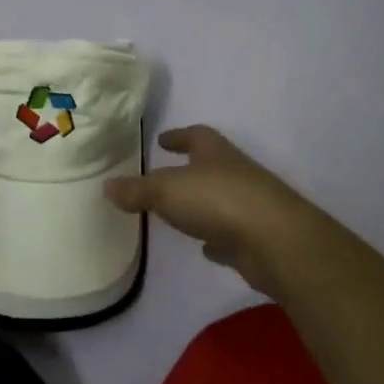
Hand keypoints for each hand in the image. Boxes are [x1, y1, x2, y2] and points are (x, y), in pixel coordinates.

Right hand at [104, 125, 323, 297]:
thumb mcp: (166, 191)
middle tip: (166, 176)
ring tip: (181, 212)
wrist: (277, 242)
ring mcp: (251, 206)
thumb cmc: (218, 201)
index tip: (162, 140)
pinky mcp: (258, 239)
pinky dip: (217, 238)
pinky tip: (205, 247)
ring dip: (204, 204)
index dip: (179, 136)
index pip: (196, 136)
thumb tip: (107, 185)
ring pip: (222, 200)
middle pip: (211, 166)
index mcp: (215, 154)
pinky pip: (232, 234)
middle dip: (191, 170)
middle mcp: (236, 174)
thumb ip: (137, 190)